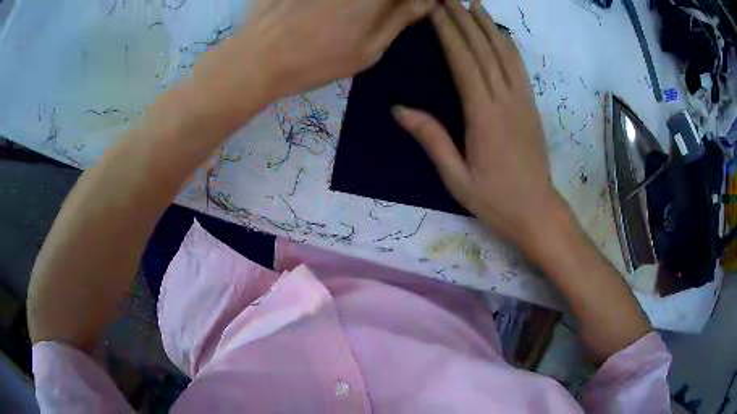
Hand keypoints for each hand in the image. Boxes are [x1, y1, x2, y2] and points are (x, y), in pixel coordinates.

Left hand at [190, 0, 434, 126]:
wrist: (259, 58)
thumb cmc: (317, 61)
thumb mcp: (368, 51)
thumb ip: (401, 19)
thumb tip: (427, 2)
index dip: (417, 1)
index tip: (415, 8)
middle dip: (391, 4)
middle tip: (379, 14)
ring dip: (364, 5)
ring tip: (347, 21)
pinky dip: (339, 5)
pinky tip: (326, 15)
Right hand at [393, 1, 554, 244]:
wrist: (536, 211)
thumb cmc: (494, 198)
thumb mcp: (456, 177)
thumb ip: (432, 139)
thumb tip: (400, 109)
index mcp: (483, 115)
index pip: (464, 61)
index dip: (449, 32)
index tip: (435, 10)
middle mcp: (505, 99)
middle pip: (484, 49)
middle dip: (465, 20)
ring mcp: (522, 100)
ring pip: (505, 53)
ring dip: (488, 25)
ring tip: (474, 4)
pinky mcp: (531, 106)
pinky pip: (519, 67)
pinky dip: (508, 44)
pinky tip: (499, 33)